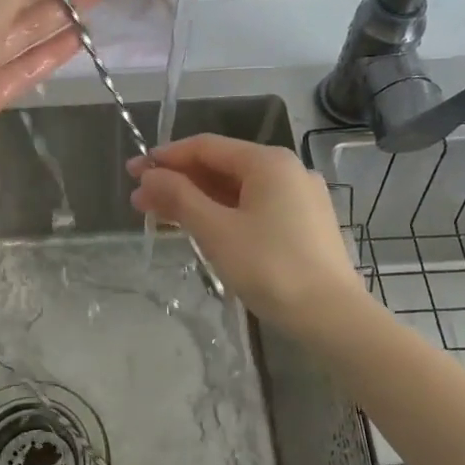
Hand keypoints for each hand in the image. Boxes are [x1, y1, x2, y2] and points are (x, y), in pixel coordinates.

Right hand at [127, 134, 366, 331]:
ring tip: (160, 216)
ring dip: (197, 200)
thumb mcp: (216, 231)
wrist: (331, 317)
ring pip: (237, 191)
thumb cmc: (270, 267)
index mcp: (269, 162)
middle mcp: (288, 171)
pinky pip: (254, 209)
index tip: (133, 172)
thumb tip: (149, 176)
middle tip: (140, 200)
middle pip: (221, 167)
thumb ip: (180, 197)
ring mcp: (299, 198)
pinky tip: (199, 229)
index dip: (166, 157)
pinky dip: (223, 214)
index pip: (206, 147)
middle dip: (178, 182)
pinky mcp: (304, 225)